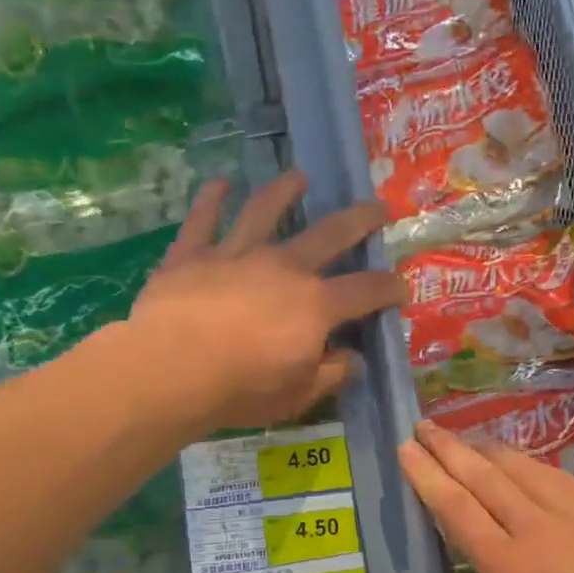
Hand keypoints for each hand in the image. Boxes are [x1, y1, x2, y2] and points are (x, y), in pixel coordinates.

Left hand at [127, 171, 405, 432]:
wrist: (171, 370)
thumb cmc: (241, 389)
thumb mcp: (297, 395)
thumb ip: (331, 374)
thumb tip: (355, 360)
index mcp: (315, 304)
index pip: (365, 291)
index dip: (389, 288)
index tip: (401, 287)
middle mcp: (283, 267)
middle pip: (330, 233)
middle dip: (360, 219)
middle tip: (378, 207)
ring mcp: (236, 254)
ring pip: (265, 211)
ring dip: (284, 191)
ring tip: (298, 177)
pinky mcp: (192, 254)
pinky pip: (203, 219)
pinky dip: (211, 200)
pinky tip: (218, 183)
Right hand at [398, 420, 573, 572]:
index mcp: (507, 566)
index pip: (456, 509)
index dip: (427, 476)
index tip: (407, 450)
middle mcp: (532, 528)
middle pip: (481, 477)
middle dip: (447, 448)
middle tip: (422, 425)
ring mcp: (568, 513)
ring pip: (516, 467)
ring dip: (483, 448)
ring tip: (460, 436)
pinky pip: (552, 474)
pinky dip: (524, 460)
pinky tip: (516, 458)